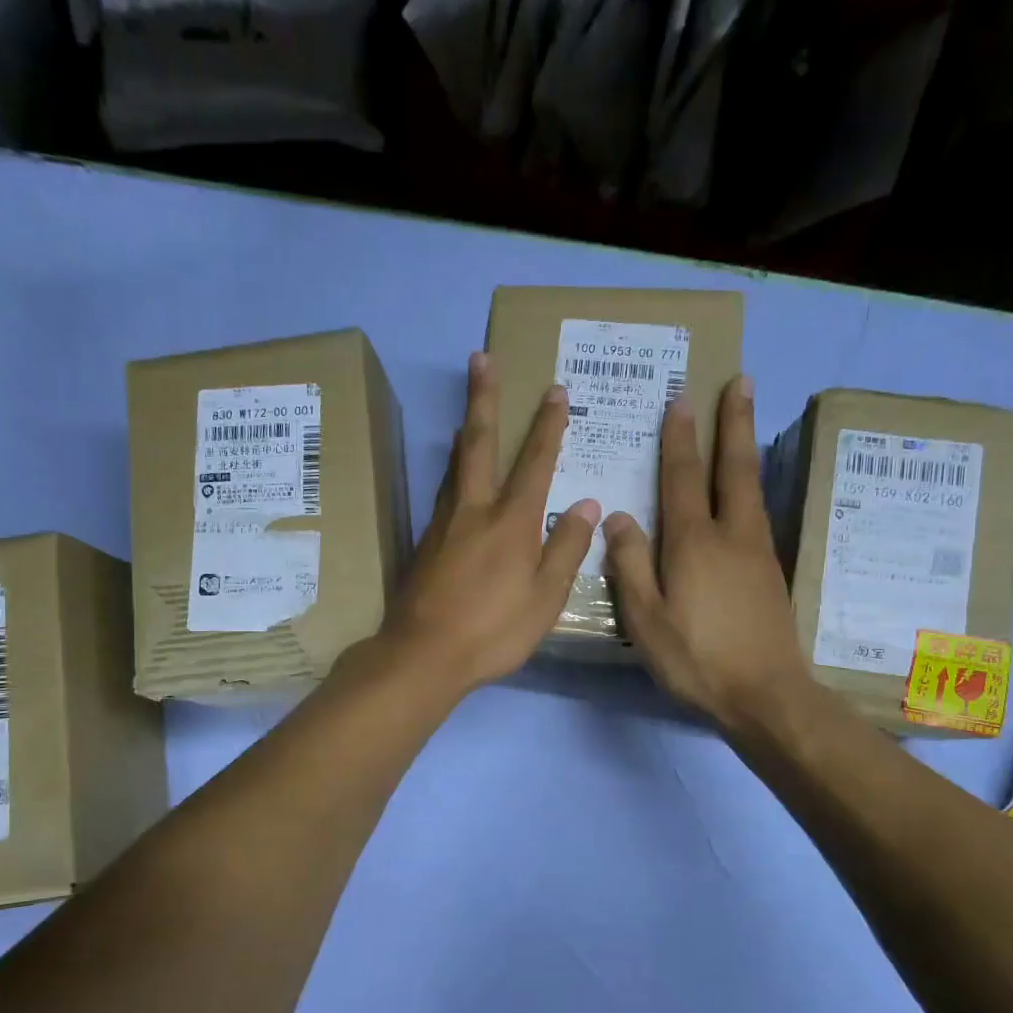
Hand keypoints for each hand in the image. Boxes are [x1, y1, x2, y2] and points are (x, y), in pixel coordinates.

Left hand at [377, 352, 597, 696]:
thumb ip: (566, 547)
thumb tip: (587, 503)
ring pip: (455, 466)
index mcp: (511, 521)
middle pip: (479, 444)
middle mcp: (474, 510)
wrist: (424, 654)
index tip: (555, 391)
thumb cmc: (494, 630)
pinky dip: (453, 472)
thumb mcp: (545, 597)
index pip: (535, 462)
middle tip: (480, 359)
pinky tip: (455, 478)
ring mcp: (443, 524)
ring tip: (469, 413)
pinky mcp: (425, 543)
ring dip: (466, 433)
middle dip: (484, 398)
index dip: (548, 426)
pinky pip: (444, 493)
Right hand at [603, 377, 809, 730]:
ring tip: (745, 419)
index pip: (682, 478)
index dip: (679, 439)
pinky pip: (758, 512)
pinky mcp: (771, 572)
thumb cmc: (696, 660)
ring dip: (746, 447)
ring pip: (752, 487)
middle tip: (740, 382)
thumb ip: (630, 565)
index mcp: (694, 543)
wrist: (765, 695)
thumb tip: (617, 516)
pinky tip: (746, 490)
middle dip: (733, 423)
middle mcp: (731, 536)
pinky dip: (751, 485)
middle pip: (733, 468)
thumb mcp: (646, 619)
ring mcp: (758, 552)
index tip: (681, 399)